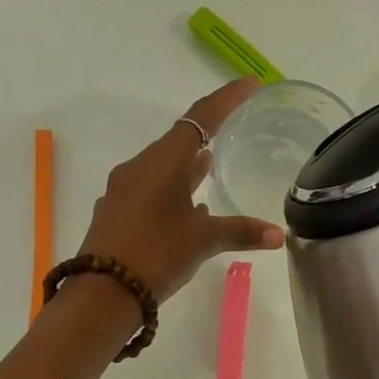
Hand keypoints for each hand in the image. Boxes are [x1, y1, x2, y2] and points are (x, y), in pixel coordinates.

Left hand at [75, 77, 284, 301]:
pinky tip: (185, 208)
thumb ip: (239, 232)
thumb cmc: (155, 255)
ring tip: (209, 165)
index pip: (199, 119)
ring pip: (161, 168)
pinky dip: (171, 190)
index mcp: (161, 163)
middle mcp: (138, 168)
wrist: (102, 294)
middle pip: (177, 142)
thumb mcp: (202, 242)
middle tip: (231, 129)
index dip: (226, 100)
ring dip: (185, 166)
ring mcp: (122, 191)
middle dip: (204, 135)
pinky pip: (148, 190)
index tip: (249, 85)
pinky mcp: (115, 213)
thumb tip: (277, 235)